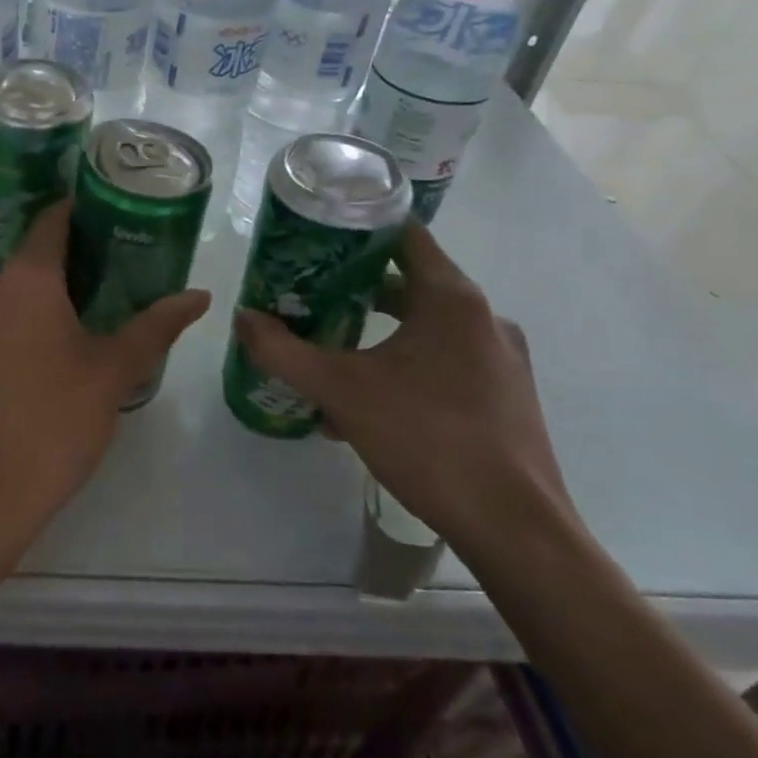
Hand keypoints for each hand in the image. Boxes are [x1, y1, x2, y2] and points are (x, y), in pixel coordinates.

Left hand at [0, 201, 210, 556]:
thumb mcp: (113, 372)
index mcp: (26, 278)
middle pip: (36, 255)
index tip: (117, 215)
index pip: (54, 220)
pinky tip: (54, 345)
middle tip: (121, 270)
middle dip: (76, 258)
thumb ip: (156, 326)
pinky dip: (25, 318)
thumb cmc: (53, 422)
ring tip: (96, 309)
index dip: (84, 211)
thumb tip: (200, 295)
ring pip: (15, 289)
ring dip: (50, 292)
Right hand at [232, 220, 573, 563]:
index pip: (403, 233)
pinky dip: (407, 367)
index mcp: (451, 298)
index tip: (316, 239)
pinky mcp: (508, 396)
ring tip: (334, 356)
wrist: (514, 529)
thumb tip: (243, 318)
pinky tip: (373, 406)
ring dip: (379, 334)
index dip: (357, 228)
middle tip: (310, 299)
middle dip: (356, 290)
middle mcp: (484, 317)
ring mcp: (502, 358)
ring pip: (427, 328)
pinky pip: (447, 363)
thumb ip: (284, 351)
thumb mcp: (340, 390)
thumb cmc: (426, 439)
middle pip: (411, 282)